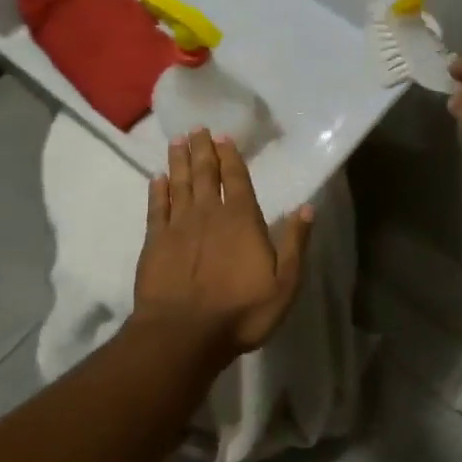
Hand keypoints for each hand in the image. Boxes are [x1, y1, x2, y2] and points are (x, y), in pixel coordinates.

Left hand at [132, 130, 314, 365]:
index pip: (237, 179)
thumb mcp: (284, 283)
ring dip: (179, 161)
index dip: (231, 157)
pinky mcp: (154, 241)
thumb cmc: (241, 311)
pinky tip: (157, 178)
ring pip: (179, 184)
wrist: (184, 333)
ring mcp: (178, 226)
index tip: (224, 137)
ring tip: (177, 140)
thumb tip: (307, 207)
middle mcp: (209, 213)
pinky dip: (157, 190)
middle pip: (205, 174)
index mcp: (242, 219)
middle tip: (197, 128)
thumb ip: (295, 243)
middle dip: (202, 150)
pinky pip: (156, 207)